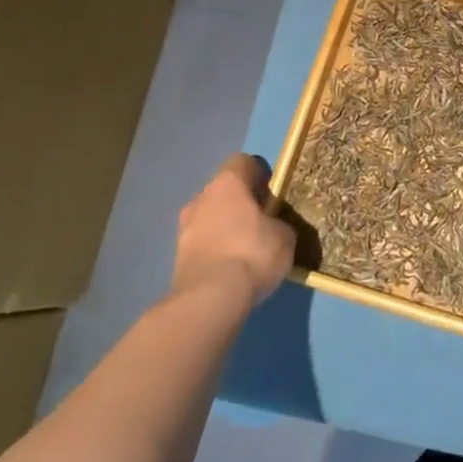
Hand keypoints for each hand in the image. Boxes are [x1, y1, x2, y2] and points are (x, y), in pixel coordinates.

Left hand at [171, 154, 295, 308]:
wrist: (209, 299)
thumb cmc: (252, 254)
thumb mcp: (284, 236)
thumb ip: (279, 223)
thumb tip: (273, 227)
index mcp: (228, 183)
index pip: (243, 162)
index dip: (260, 174)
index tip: (272, 193)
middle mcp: (201, 197)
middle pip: (224, 190)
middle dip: (241, 203)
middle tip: (261, 223)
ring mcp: (185, 227)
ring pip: (210, 217)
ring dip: (225, 227)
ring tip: (245, 249)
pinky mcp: (177, 256)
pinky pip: (203, 242)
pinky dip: (215, 249)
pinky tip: (231, 267)